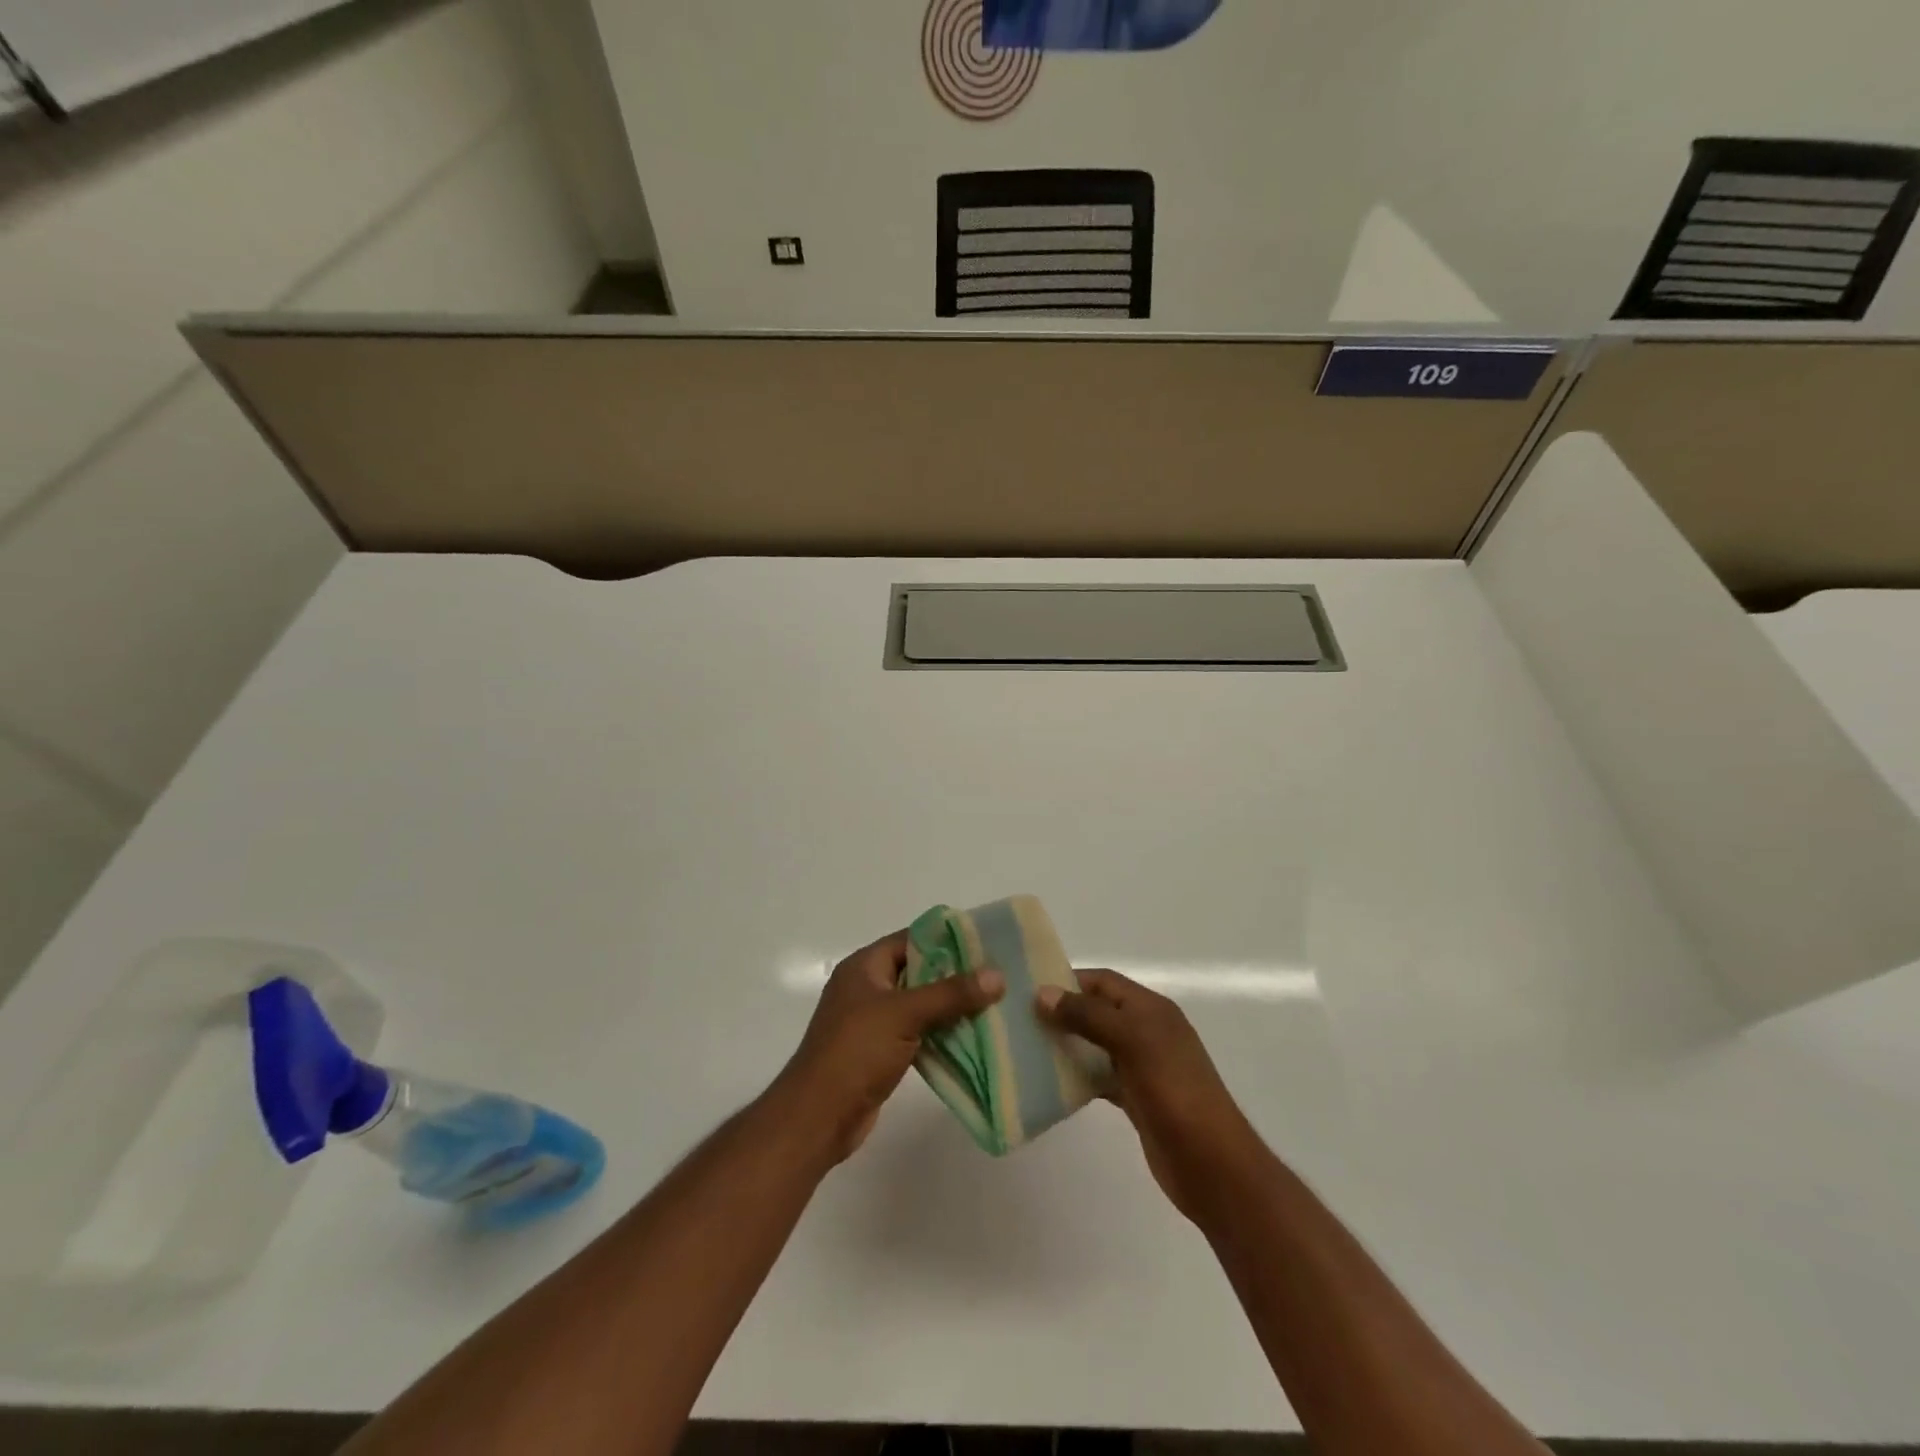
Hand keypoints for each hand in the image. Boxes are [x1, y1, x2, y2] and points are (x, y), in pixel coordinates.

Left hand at [775, 929, 1003, 1163]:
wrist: (818, 1117)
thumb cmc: (856, 1051)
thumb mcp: (905, 1014)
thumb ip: (951, 993)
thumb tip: (997, 975)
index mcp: (865, 966)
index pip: (911, 939)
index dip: (947, 939)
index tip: (986, 944)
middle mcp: (867, 988)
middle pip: (919, 972)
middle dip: (956, 976)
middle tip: (998, 977)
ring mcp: (872, 1021)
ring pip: (920, 1005)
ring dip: (951, 1007)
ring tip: (994, 1006)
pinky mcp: (880, 1052)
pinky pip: (917, 1033)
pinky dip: (940, 1034)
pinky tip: (972, 1038)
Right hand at [1037, 969, 1257, 1221]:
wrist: (1212, 1165)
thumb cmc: (1174, 1091)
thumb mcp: (1132, 1041)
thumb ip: (1088, 1015)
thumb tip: (1042, 993)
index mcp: (1151, 1009)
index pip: (1103, 981)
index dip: (1068, 980)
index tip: (1029, 990)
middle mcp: (1147, 1031)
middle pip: (1098, 1011)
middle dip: (1063, 1012)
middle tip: (1020, 1021)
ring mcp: (1142, 1066)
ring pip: (1096, 1045)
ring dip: (1067, 1045)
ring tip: (1027, 1049)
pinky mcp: (1136, 1099)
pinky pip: (1099, 1078)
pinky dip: (1078, 1077)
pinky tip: (1051, 1083)